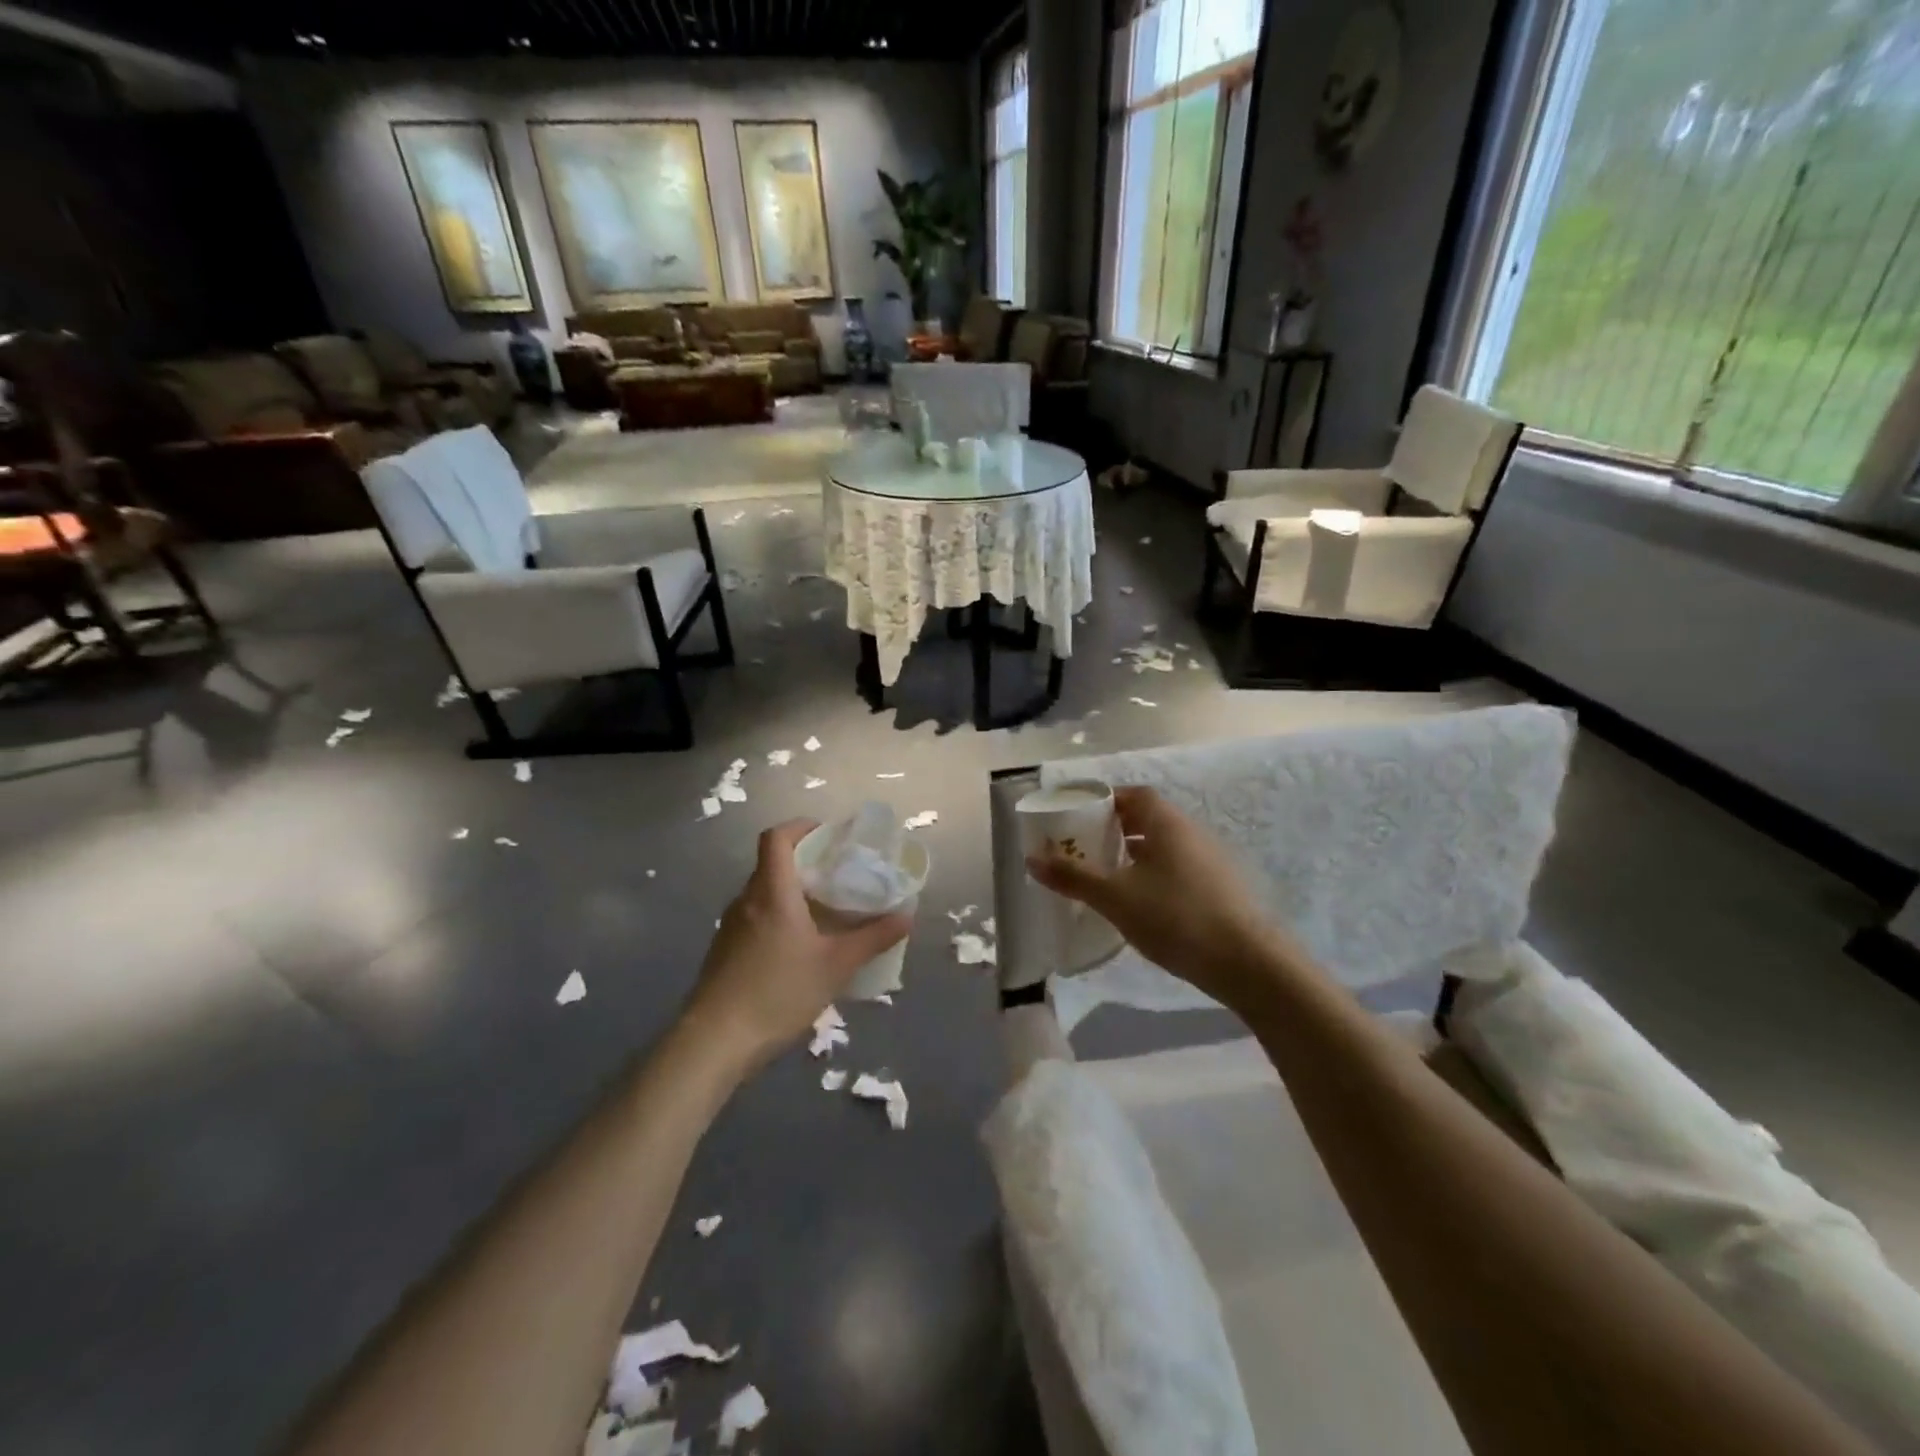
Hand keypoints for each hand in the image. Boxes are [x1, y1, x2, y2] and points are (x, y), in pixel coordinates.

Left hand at [681, 819, 911, 1072]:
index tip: (828, 835)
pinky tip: (799, 948)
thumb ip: (873, 938)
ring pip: (764, 893)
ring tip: (825, 912)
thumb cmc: (778, 992)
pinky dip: (778, 918)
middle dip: (805, 862)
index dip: (801, 827)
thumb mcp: (836, 965)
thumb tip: (907, 916)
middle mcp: (746, 900)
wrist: (715, 1041)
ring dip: (792, 893)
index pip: (776, 837)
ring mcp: (731, 927)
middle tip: (839, 876)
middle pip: (772, 864)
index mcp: (772, 892)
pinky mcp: (724, 951)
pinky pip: (755, 918)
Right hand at [1027, 787, 1291, 1009]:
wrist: (1248, 963)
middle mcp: (1192, 832)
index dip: (1105, 801)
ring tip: (1107, 878)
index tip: (1079, 818)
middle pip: (1148, 818)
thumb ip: (1073, 876)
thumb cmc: (1176, 917)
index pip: (1134, 794)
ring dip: (1135, 855)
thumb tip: (1031, 858)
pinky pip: (1179, 869)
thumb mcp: (1115, 897)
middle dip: (1116, 830)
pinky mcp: (1221, 889)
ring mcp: (1211, 860)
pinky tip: (1141, 904)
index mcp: (1167, 822)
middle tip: (1086, 849)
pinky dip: (1154, 876)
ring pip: (1164, 846)